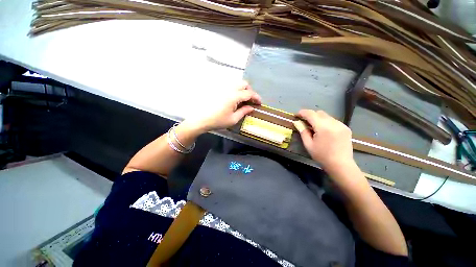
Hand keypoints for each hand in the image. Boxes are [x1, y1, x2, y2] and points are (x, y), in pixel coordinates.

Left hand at [184, 81, 261, 132]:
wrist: (201, 119)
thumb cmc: (217, 121)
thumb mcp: (233, 119)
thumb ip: (244, 112)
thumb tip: (251, 107)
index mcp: (234, 96)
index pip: (249, 93)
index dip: (256, 97)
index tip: (259, 103)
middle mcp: (229, 89)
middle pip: (244, 84)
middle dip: (250, 91)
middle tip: (251, 101)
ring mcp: (223, 88)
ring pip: (237, 84)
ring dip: (243, 90)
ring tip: (243, 100)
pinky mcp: (218, 90)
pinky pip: (230, 87)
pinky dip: (236, 90)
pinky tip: (234, 99)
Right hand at [297, 110, 354, 172]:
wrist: (341, 165)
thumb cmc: (322, 156)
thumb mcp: (308, 145)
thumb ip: (303, 132)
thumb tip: (298, 123)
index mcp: (323, 127)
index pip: (311, 114)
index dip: (302, 113)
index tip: (297, 115)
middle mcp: (334, 123)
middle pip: (319, 113)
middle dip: (310, 115)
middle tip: (305, 122)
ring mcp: (341, 125)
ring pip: (326, 116)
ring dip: (318, 119)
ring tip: (314, 127)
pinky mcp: (346, 128)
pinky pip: (333, 120)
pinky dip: (326, 122)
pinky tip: (324, 131)